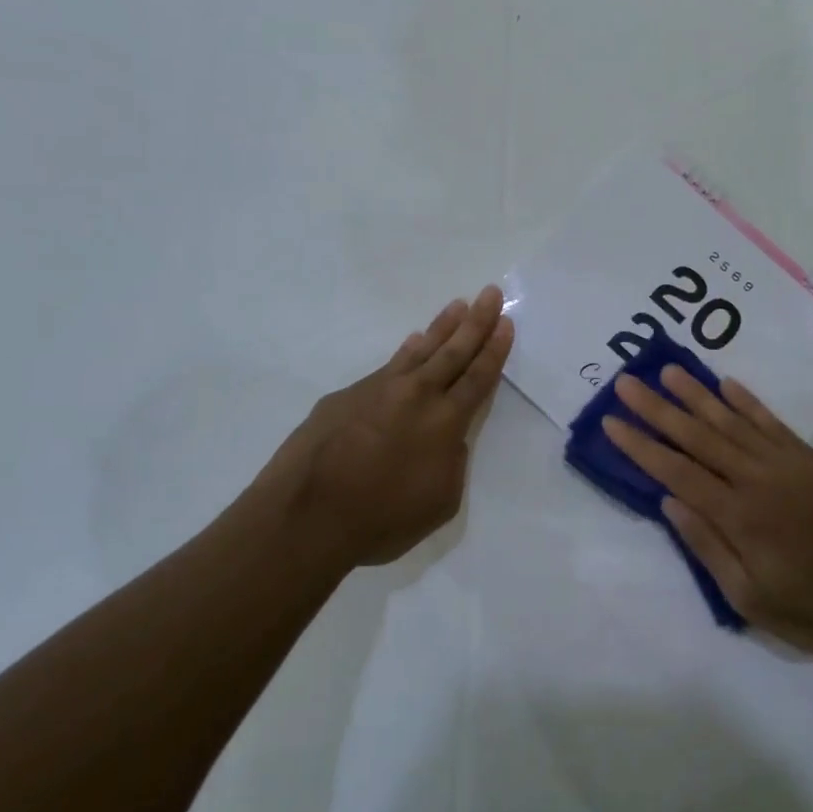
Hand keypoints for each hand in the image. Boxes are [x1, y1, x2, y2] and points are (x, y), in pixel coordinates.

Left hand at [253, 285, 512, 572]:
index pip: (478, 377)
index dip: (495, 349)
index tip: (506, 321)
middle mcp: (416, 395)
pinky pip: (387, 366)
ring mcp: (378, 390)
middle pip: (454, 351)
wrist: (307, 515)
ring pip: (418, 350)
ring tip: (457, 306)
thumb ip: (452, 462)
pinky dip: (405, 352)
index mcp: (445, 422)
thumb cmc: (381, 519)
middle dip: (476, 321)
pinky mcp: (346, 396)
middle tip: (490, 293)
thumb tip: (447, 439)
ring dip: (442, 327)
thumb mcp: (440, 501)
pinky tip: (412, 342)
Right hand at [605, 366, 812, 655]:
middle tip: (627, 383)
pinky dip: (746, 401)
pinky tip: (725, 384)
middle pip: (698, 436)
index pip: (677, 471)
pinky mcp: (811, 458)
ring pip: (732, 421)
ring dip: (697, 395)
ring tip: (668, 371)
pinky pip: (771, 422)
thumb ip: (708, 547)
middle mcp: (759, 479)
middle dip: (658, 408)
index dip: (641, 446)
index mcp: (740, 516)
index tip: (612, 421)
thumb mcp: (751, 600)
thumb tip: (669, 501)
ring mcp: (787, 463)